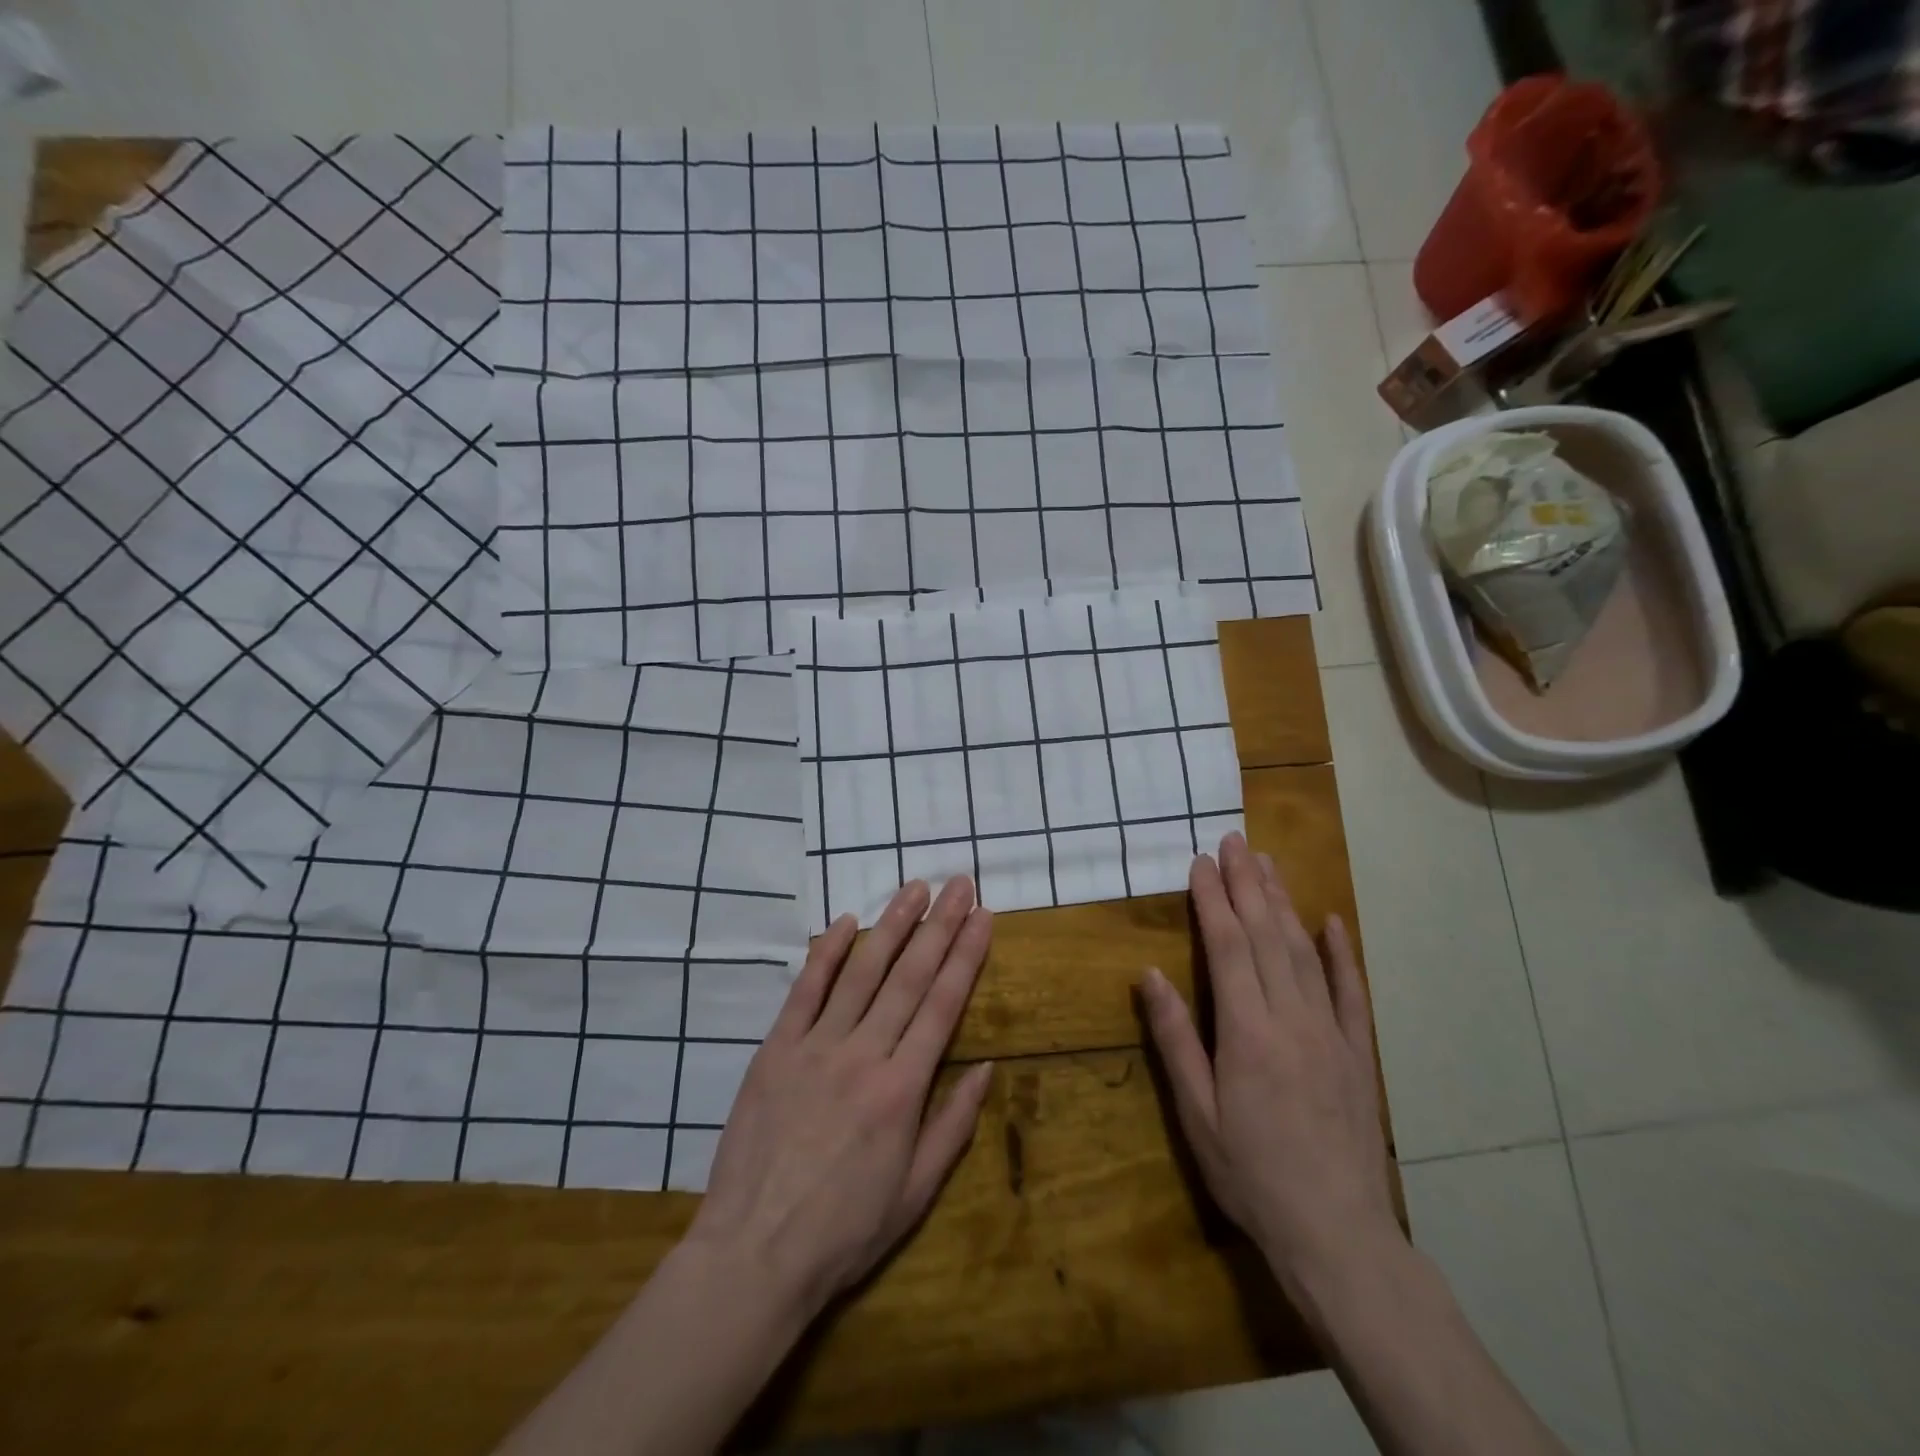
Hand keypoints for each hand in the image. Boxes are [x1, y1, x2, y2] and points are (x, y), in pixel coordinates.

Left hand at [683, 877, 994, 1321]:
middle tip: (959, 884)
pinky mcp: (775, 1049)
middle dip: (940, 925)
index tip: (983, 917)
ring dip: (892, 925)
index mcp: (902, 1089)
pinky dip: (825, 953)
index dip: (967, 955)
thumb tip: (987, 1066)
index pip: (944, 1004)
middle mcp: (863, 1054)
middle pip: (909, 976)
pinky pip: (804, 990)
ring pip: (861, 972)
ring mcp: (815, 1046)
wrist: (754, 1254)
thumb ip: (953, 1124)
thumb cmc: (844, 1231)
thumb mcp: (916, 1193)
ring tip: (915, 888)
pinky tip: (845, 922)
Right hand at [1138, 832, 1398, 1290]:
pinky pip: (1350, 992)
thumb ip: (1176, 1039)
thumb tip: (1150, 975)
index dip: (1213, 901)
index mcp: (1248, 1032)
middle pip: (1267, 936)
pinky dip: (1341, 953)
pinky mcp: (1358, 1052)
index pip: (1228, 947)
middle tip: (1235, 841)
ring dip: (1284, 904)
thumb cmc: (1251, 1174)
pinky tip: (1331, 922)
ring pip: (1305, 952)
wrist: (1337, 1235)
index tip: (1201, 863)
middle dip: (1248, 884)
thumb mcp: (1197, 1114)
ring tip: (1268, 865)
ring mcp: (1331, 1032)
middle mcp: (1292, 1018)